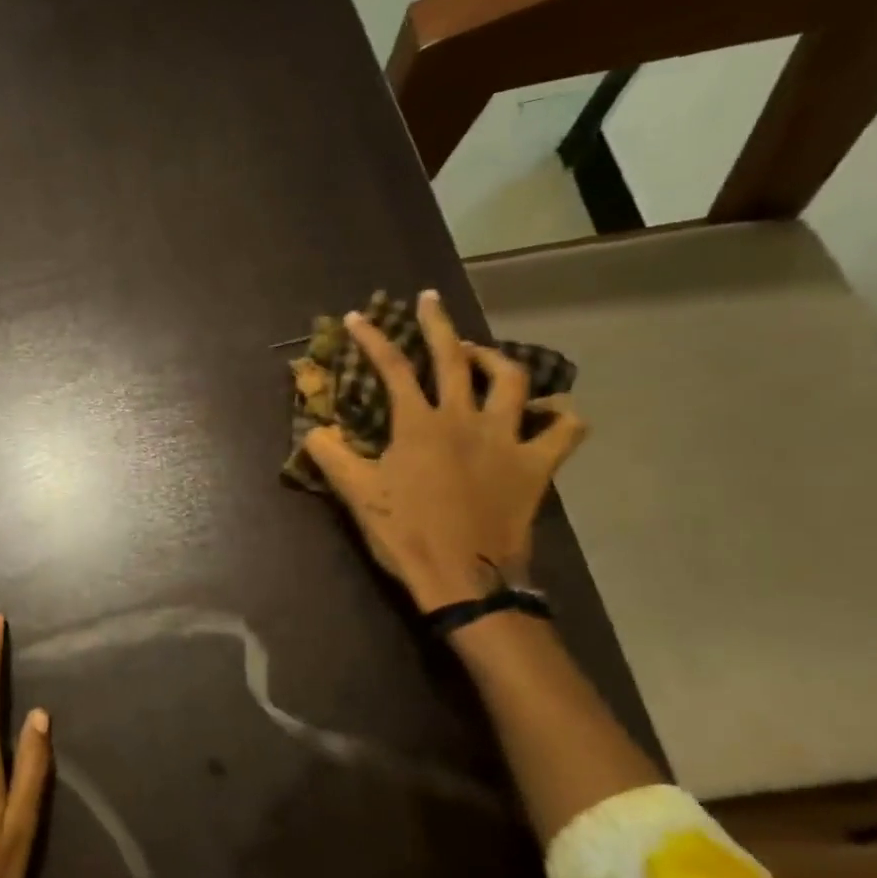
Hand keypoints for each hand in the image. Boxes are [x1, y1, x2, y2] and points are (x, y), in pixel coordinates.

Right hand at [301, 289, 586, 611]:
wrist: (463, 577)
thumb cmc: (405, 533)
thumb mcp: (357, 495)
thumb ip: (331, 457)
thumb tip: (313, 431)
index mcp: (419, 425)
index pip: (391, 368)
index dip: (373, 338)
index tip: (359, 316)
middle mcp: (465, 419)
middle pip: (453, 358)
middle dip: (437, 323)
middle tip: (429, 300)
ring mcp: (506, 439)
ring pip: (511, 380)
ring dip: (494, 359)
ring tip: (479, 354)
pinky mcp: (536, 465)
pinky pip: (563, 431)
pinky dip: (560, 415)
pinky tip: (552, 411)